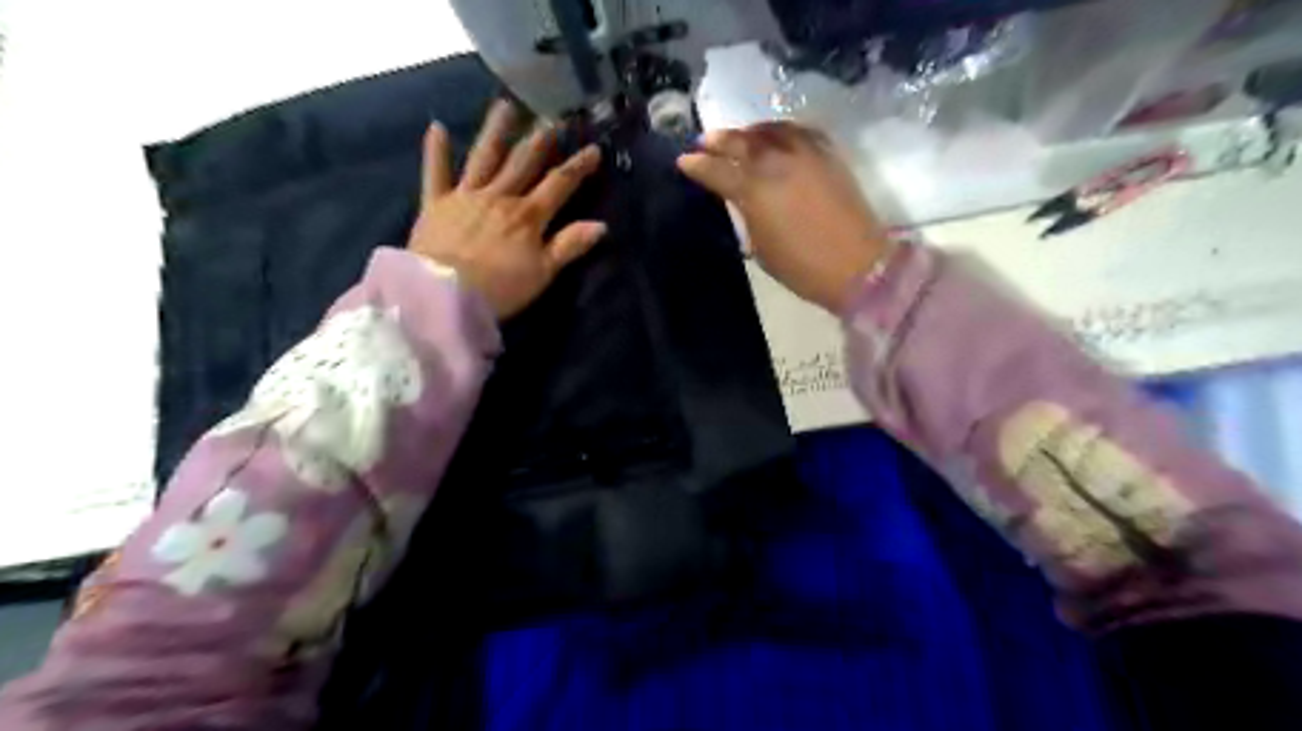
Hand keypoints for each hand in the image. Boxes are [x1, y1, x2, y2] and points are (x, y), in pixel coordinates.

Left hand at [410, 100, 608, 315]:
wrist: (445, 295)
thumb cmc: (500, 289)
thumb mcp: (543, 273)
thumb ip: (569, 246)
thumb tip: (601, 225)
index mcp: (527, 216)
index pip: (559, 184)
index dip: (578, 167)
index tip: (594, 149)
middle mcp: (499, 197)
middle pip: (523, 163)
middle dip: (540, 141)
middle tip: (552, 119)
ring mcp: (465, 196)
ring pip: (483, 157)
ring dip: (495, 131)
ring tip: (505, 106)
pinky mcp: (435, 204)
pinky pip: (435, 172)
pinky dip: (436, 151)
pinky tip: (437, 127)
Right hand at [678, 120, 889, 313]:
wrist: (857, 265)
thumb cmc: (801, 267)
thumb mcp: (760, 246)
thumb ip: (747, 214)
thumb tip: (741, 198)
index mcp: (754, 190)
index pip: (717, 170)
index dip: (697, 165)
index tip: (684, 161)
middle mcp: (777, 162)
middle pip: (741, 141)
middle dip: (719, 140)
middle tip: (705, 141)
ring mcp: (806, 154)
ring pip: (770, 130)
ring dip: (750, 131)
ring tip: (741, 136)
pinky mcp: (828, 155)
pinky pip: (799, 132)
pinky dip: (781, 131)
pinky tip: (777, 137)